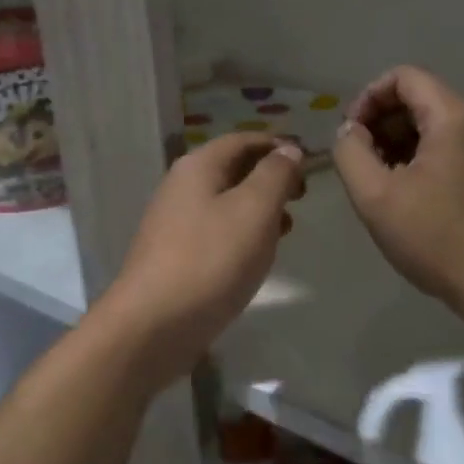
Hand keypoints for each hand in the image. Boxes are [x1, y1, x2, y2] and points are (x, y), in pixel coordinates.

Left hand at [103, 133, 305, 364]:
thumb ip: (275, 175)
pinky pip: (216, 231)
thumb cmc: (211, 259)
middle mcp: (181, 186)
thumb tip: (288, 150)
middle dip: (270, 177)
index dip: (277, 145)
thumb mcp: (254, 209)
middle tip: (302, 196)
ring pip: (225, 202)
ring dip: (258, 207)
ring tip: (288, 226)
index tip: (309, 161)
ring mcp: (175, 222)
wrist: (154, 323)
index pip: (243, 140)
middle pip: (232, 168)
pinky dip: (242, 232)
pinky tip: (258, 254)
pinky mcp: (176, 255)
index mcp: (198, 166)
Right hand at [332, 66, 463, 309]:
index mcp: (456, 116)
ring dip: (400, 145)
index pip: (403, 77)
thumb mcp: (375, 196)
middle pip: (420, 100)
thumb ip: (350, 152)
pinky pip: (453, 149)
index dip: (367, 99)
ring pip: (435, 127)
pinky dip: (424, 161)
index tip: (350, 135)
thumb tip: (350, 131)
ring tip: (380, 185)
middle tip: (360, 164)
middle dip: (381, 124)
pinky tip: (409, 198)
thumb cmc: (438, 239)